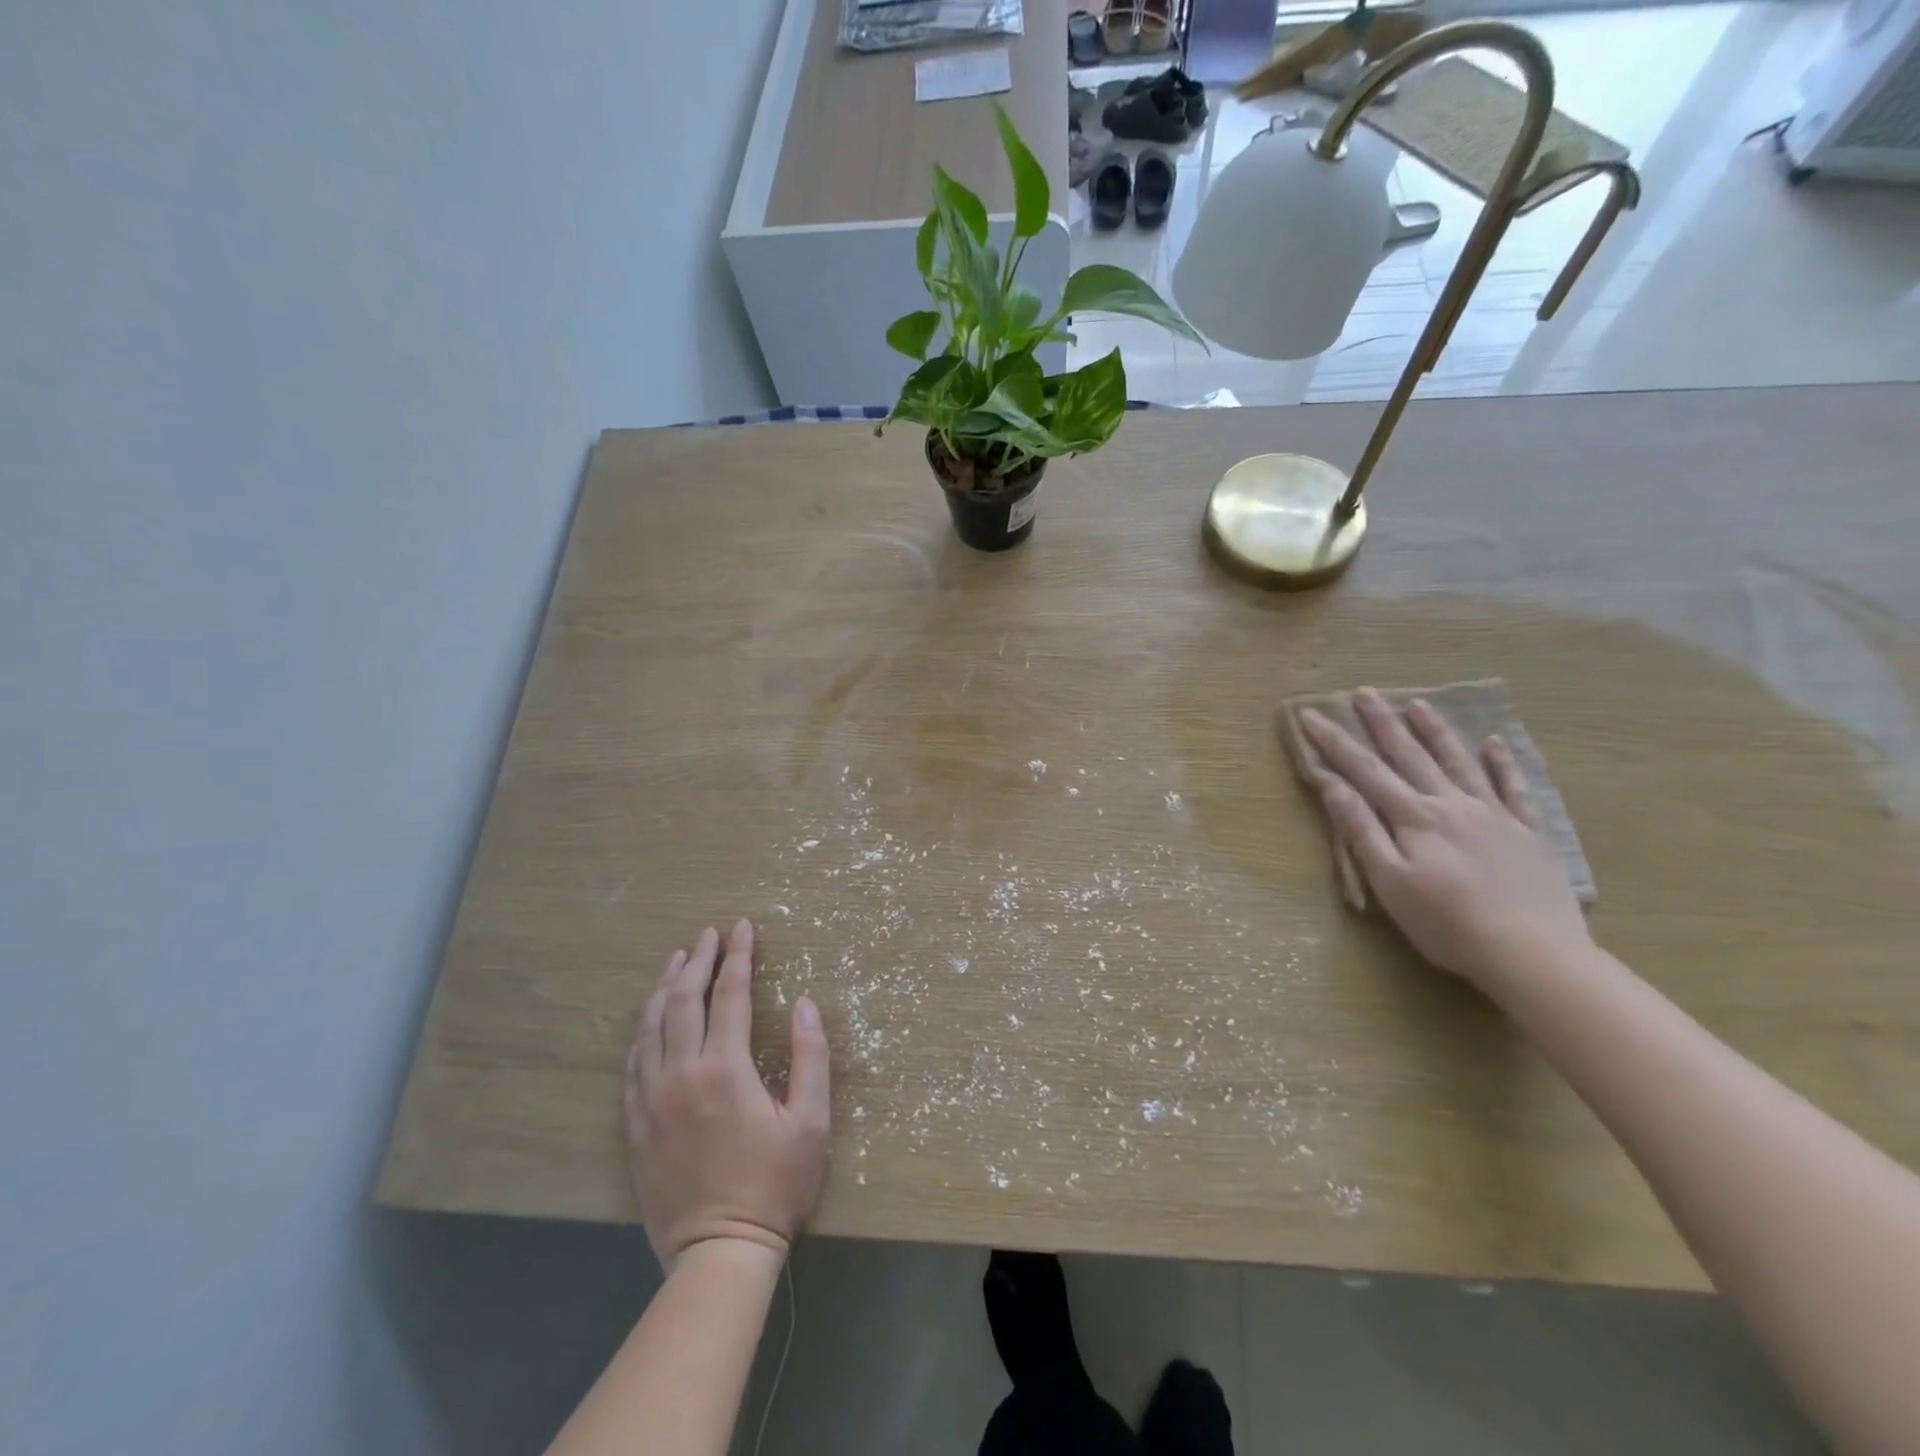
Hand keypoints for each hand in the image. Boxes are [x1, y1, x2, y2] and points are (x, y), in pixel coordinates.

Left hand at [625, 919, 829, 1269]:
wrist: (718, 1253)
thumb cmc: (774, 1185)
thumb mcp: (811, 1122)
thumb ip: (811, 1058)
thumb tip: (806, 1005)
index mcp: (725, 1068)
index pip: (730, 994)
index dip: (738, 955)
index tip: (742, 927)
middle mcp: (682, 1073)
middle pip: (683, 999)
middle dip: (697, 960)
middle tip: (708, 933)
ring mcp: (652, 1098)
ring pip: (651, 1026)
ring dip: (664, 987)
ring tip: (675, 960)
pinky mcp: (636, 1124)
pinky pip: (633, 1063)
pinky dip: (643, 1030)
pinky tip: (650, 1020)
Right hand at [1301, 689, 1590, 989]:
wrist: (1534, 954)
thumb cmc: (1447, 924)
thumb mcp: (1389, 882)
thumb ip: (1362, 830)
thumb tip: (1334, 785)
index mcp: (1413, 818)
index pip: (1364, 771)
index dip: (1334, 742)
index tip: (1310, 715)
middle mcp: (1451, 804)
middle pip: (1409, 755)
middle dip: (1381, 723)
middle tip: (1363, 692)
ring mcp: (1494, 815)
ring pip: (1459, 762)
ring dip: (1435, 731)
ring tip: (1417, 704)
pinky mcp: (1528, 832)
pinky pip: (1514, 787)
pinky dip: (1503, 762)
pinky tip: (1495, 743)